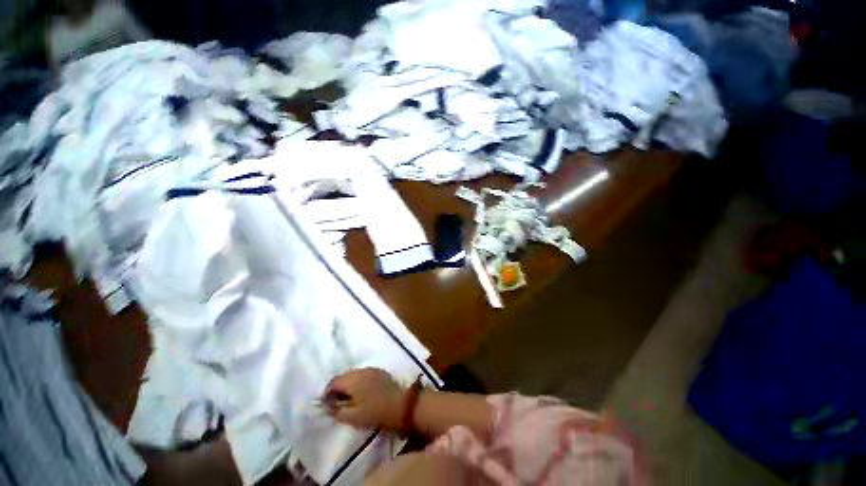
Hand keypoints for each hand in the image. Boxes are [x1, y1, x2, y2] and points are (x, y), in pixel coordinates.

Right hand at [323, 368, 405, 429]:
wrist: (400, 404)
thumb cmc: (374, 412)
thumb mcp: (352, 417)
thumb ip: (337, 410)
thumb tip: (327, 406)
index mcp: (351, 379)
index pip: (333, 382)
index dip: (327, 392)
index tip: (326, 404)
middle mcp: (360, 370)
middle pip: (344, 376)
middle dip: (338, 387)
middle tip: (336, 402)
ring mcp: (371, 369)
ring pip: (354, 374)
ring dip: (349, 384)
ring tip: (349, 398)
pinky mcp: (380, 372)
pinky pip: (364, 374)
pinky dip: (359, 382)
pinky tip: (362, 393)